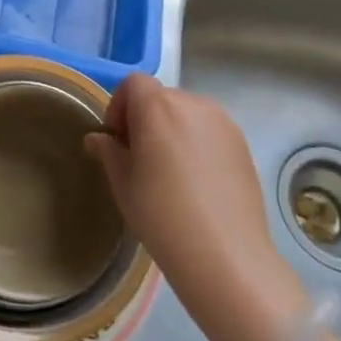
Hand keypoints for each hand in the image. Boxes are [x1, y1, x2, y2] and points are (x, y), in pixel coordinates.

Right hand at [87, 75, 310, 340]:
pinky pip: (209, 130)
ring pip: (186, 112)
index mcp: (158, 107)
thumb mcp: (123, 184)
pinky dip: (196, 142)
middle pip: (160, 96)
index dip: (119, 106)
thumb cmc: (162, 216)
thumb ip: (108, 152)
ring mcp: (222, 122)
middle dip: (145, 119)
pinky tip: (196, 181)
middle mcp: (192, 103)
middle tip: (140, 158)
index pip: (133, 84)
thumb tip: (98, 138)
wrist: (226, 256)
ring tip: (170, 171)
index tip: (118, 140)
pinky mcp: (242, 143)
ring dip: (172, 129)